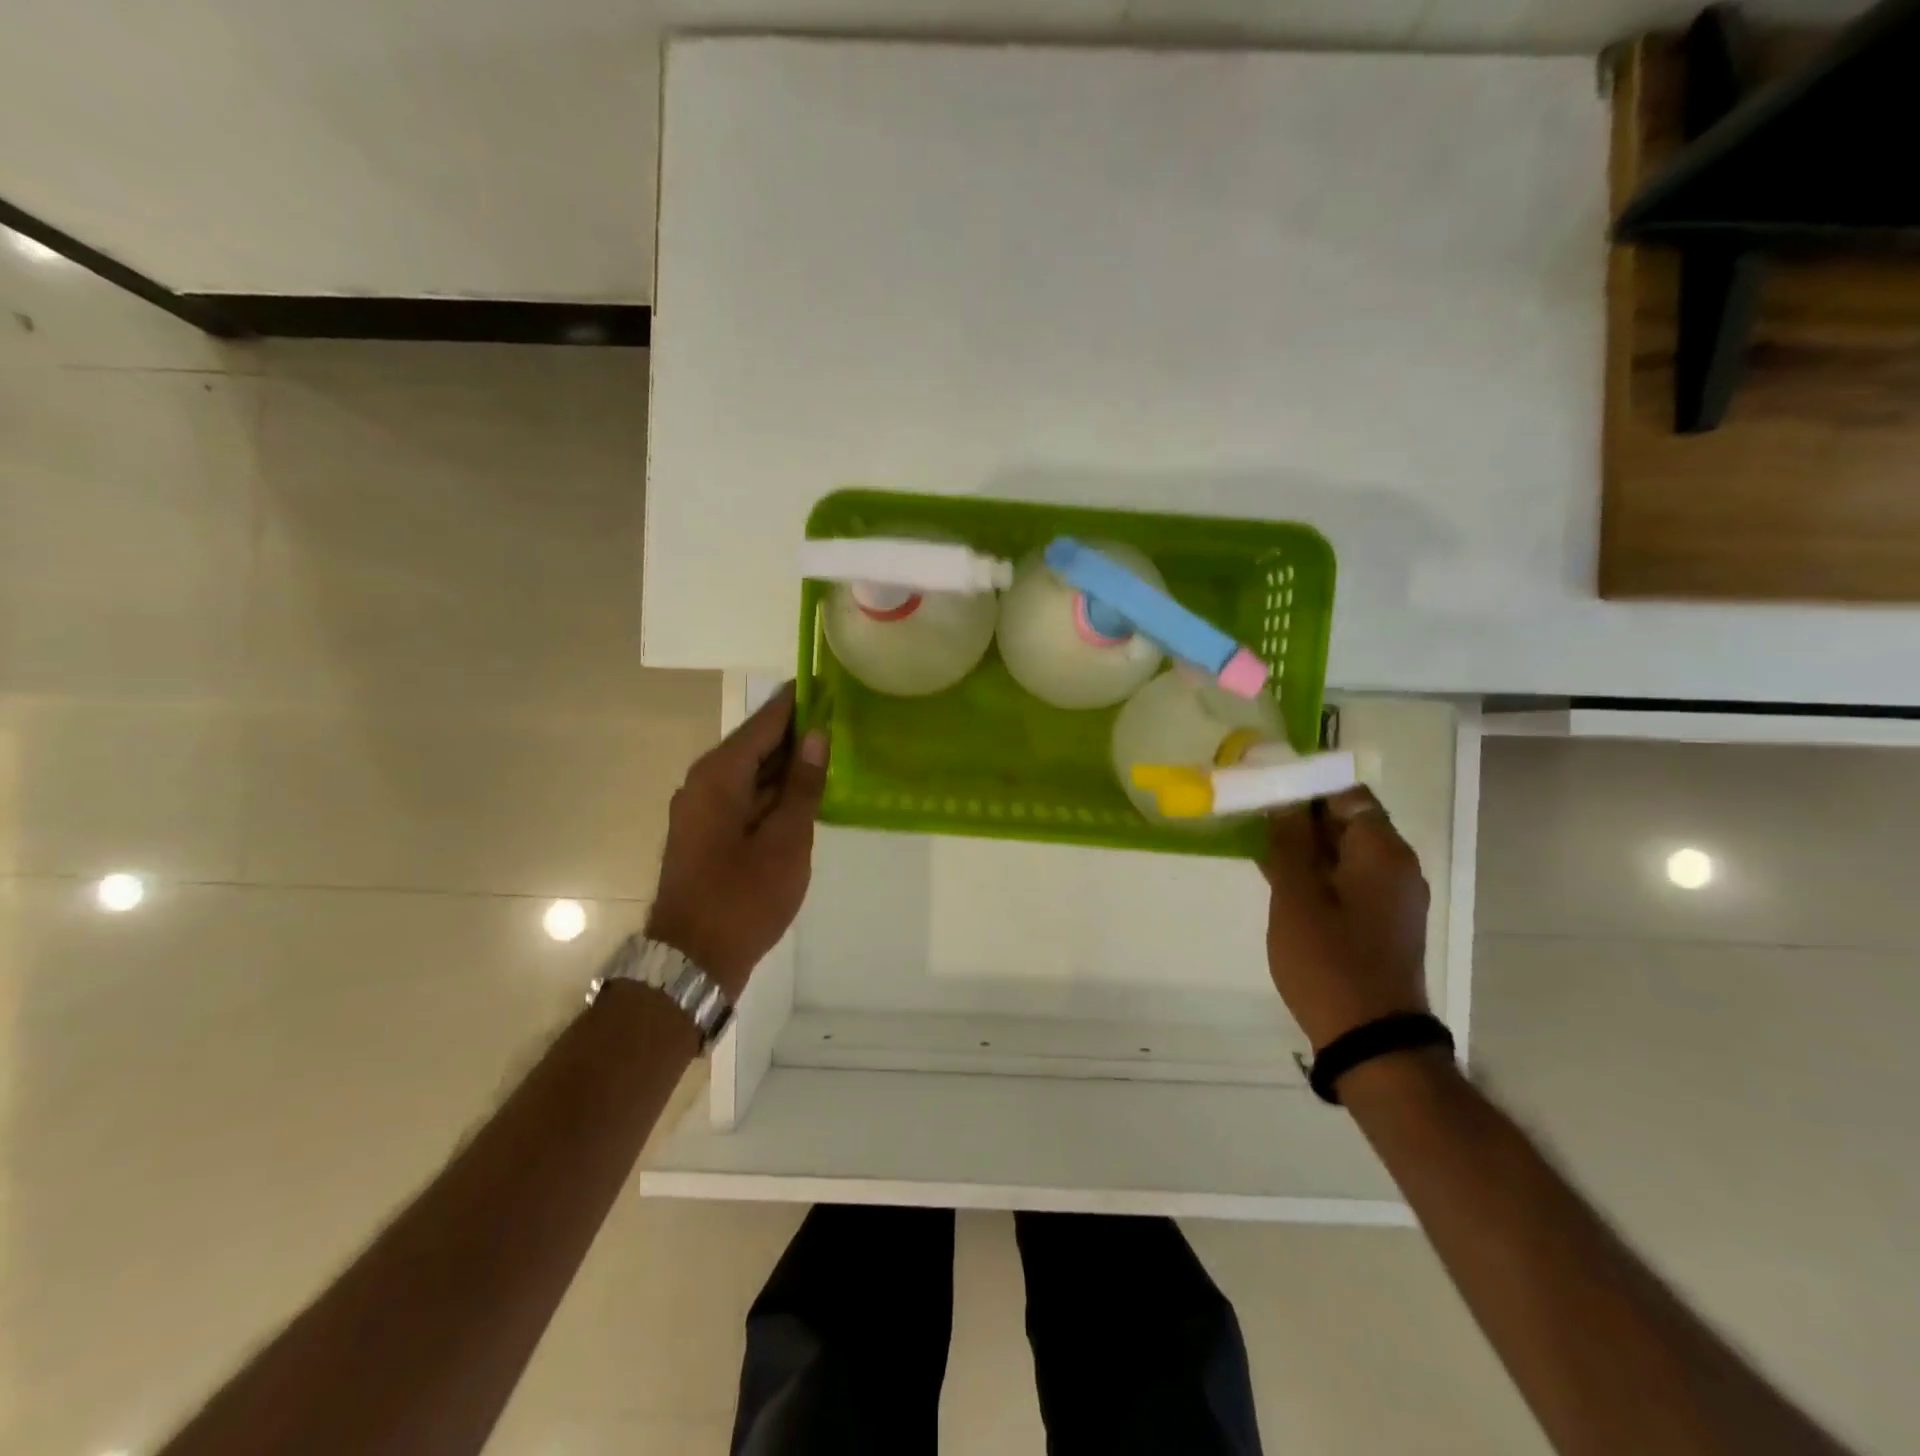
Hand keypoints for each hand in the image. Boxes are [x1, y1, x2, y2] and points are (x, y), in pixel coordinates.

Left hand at [646, 684, 828, 997]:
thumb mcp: (786, 840)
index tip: (826, 682)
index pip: (764, 723)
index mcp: (719, 775)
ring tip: (832, 749)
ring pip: (751, 772)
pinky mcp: (707, 832)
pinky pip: (745, 796)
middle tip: (840, 717)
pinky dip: (774, 790)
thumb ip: (803, 785)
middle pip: (756, 745)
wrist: (693, 960)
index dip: (797, 702)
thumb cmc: (744, 897)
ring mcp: (702, 809)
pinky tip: (806, 793)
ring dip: (787, 763)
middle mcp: (704, 783)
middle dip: (796, 732)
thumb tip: (817, 736)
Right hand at [1260, 786, 1429, 1050]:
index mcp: (1382, 851)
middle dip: (1302, 817)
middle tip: (1255, 817)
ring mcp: (1392, 897)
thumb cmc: (1328, 961)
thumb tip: (1286, 799)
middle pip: (1348, 821)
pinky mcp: (1383, 922)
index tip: (1266, 789)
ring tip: (1259, 846)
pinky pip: (1349, 880)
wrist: (1370, 1038)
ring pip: (1345, 852)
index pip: (1348, 794)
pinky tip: (1280, 879)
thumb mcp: (1296, 896)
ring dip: (1306, 847)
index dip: (1307, 787)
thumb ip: (1290, 842)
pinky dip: (1318, 873)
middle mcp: (1396, 866)